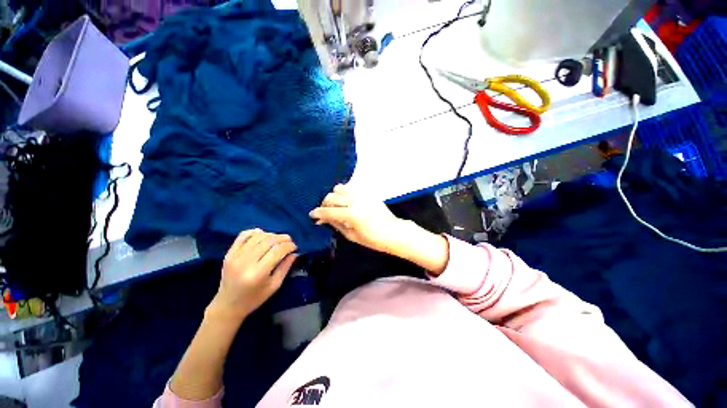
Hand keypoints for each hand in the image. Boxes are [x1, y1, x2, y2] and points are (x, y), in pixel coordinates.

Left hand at [210, 229, 297, 321]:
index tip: (295, 247)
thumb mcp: (275, 285)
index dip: (289, 246)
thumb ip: (285, 267)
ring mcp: (235, 256)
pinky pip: (243, 236)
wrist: (228, 305)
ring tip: (278, 240)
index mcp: (258, 273)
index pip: (277, 251)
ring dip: (271, 235)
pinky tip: (262, 234)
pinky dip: (254, 232)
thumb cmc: (254, 298)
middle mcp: (245, 262)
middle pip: (268, 241)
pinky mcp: (229, 253)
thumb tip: (294, 252)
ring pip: (258, 236)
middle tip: (289, 241)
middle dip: (283, 238)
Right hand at [309, 184, 408, 254]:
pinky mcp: (367, 193)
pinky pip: (351, 189)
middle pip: (332, 196)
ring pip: (340, 188)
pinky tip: (345, 202)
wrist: (393, 232)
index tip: (312, 215)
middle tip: (325, 212)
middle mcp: (355, 200)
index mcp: (351, 214)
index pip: (329, 210)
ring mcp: (362, 194)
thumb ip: (336, 224)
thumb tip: (323, 219)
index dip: (318, 213)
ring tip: (335, 205)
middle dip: (324, 203)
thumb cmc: (373, 239)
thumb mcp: (352, 236)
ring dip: (334, 196)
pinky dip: (344, 194)